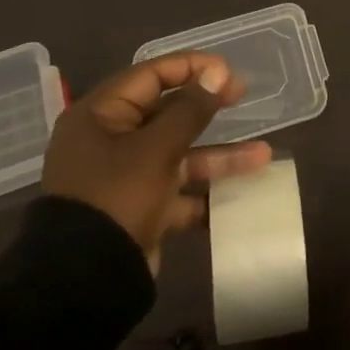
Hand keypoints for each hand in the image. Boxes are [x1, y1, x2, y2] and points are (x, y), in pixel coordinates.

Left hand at [43, 52, 271, 272]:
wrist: (86, 282)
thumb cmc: (117, 197)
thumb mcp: (157, 149)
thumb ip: (191, 109)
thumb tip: (216, 72)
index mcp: (101, 115)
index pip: (150, 75)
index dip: (191, 67)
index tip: (227, 70)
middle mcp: (111, 140)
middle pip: (166, 113)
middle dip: (208, 108)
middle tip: (243, 95)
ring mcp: (126, 177)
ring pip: (179, 154)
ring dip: (219, 155)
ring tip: (263, 156)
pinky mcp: (140, 209)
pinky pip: (179, 191)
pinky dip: (206, 193)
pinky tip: (243, 194)